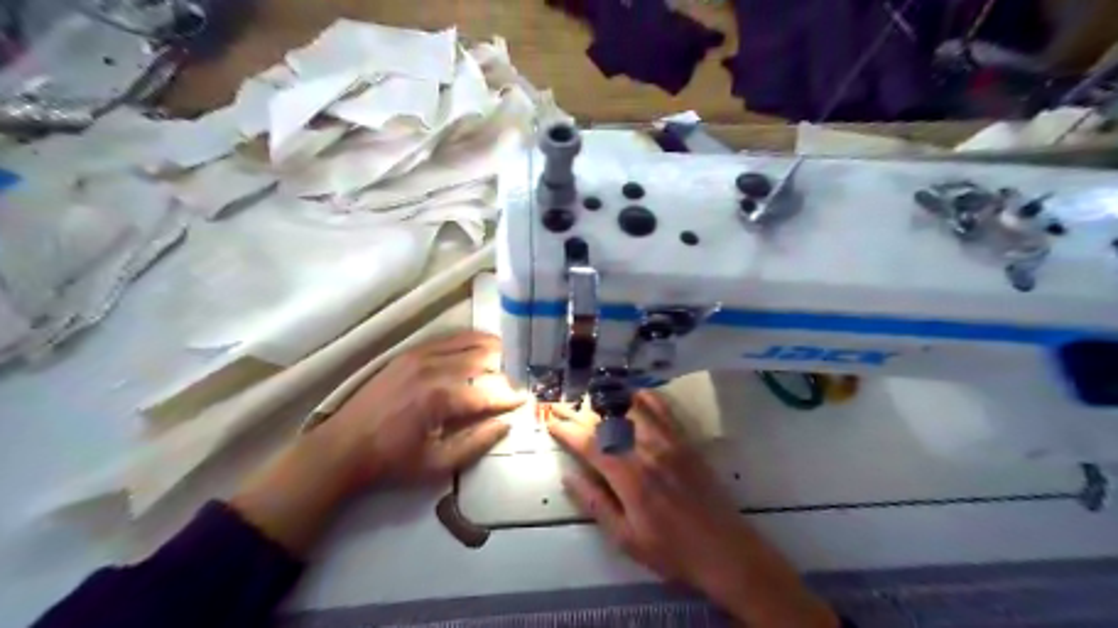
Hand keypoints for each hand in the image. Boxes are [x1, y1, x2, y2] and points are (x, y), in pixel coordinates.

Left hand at [320, 331, 529, 487]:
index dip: (510, 396)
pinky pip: (449, 337)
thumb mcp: (436, 465)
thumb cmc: (391, 461)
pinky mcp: (410, 352)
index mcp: (440, 399)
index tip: (527, 400)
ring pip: (469, 343)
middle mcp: (433, 369)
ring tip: (512, 358)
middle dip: (507, 370)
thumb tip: (505, 424)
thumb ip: (475, 444)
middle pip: (483, 361)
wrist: (343, 447)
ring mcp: (420, 355)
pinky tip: (484, 344)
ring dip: (494, 349)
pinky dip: (471, 339)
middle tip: (523, 379)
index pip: (488, 392)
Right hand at [550, 391, 837, 625]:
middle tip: (560, 405)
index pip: (589, 444)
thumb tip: (569, 477)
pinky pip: (663, 410)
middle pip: (607, 422)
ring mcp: (668, 442)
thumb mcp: (626, 538)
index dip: (567, 430)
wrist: (725, 550)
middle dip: (579, 412)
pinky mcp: (685, 442)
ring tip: (587, 395)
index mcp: (629, 476)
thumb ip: (596, 504)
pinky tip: (633, 392)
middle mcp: (647, 450)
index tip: (550, 421)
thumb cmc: (670, 551)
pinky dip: (646, 397)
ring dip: (606, 400)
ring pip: (632, 410)